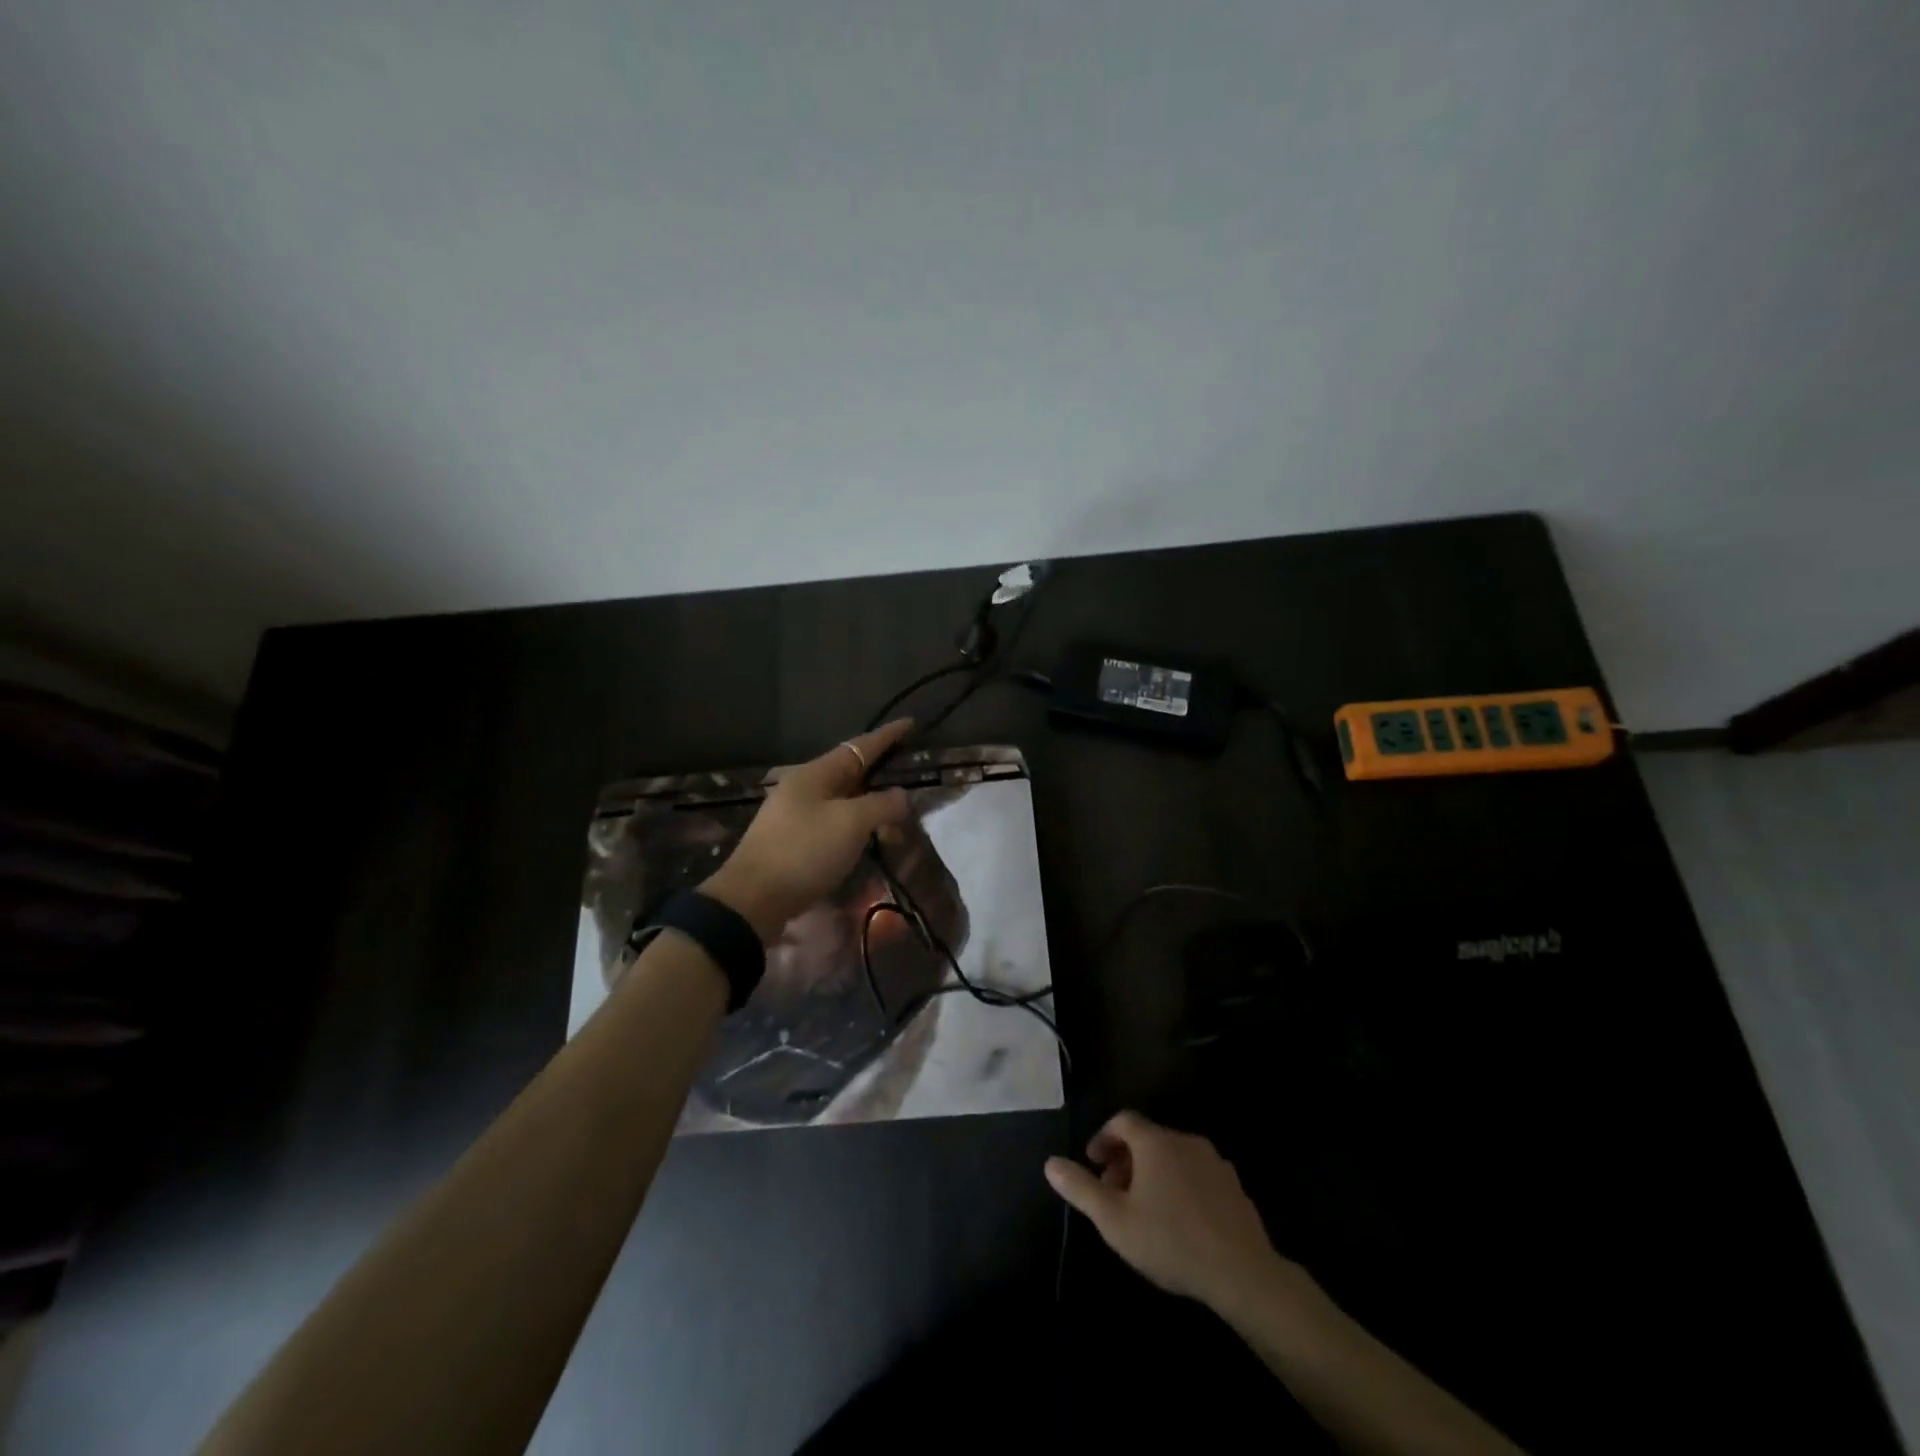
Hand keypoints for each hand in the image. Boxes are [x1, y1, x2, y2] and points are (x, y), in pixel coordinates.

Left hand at [700, 719, 915, 941]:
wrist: (753, 899)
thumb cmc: (804, 852)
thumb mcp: (851, 824)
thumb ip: (881, 804)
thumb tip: (901, 795)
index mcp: (815, 773)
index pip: (860, 746)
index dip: (887, 735)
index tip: (910, 723)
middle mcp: (803, 787)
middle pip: (850, 771)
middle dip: (880, 771)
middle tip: (908, 772)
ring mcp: (795, 813)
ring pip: (842, 798)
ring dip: (869, 802)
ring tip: (895, 813)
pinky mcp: (793, 840)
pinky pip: (833, 821)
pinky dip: (856, 824)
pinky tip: (866, 836)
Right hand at [1045, 1110, 1294, 1312]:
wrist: (1243, 1273)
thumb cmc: (1170, 1241)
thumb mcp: (1114, 1220)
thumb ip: (1081, 1189)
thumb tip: (1050, 1163)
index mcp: (1155, 1142)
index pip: (1123, 1120)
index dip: (1104, 1137)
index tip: (1093, 1163)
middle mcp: (1185, 1140)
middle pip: (1148, 1138)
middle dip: (1125, 1159)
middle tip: (1114, 1193)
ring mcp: (1214, 1162)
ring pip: (1173, 1156)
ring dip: (1153, 1173)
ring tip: (1144, 1210)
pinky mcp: (1234, 1187)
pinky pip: (1197, 1174)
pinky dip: (1180, 1185)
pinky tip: (1179, 1221)